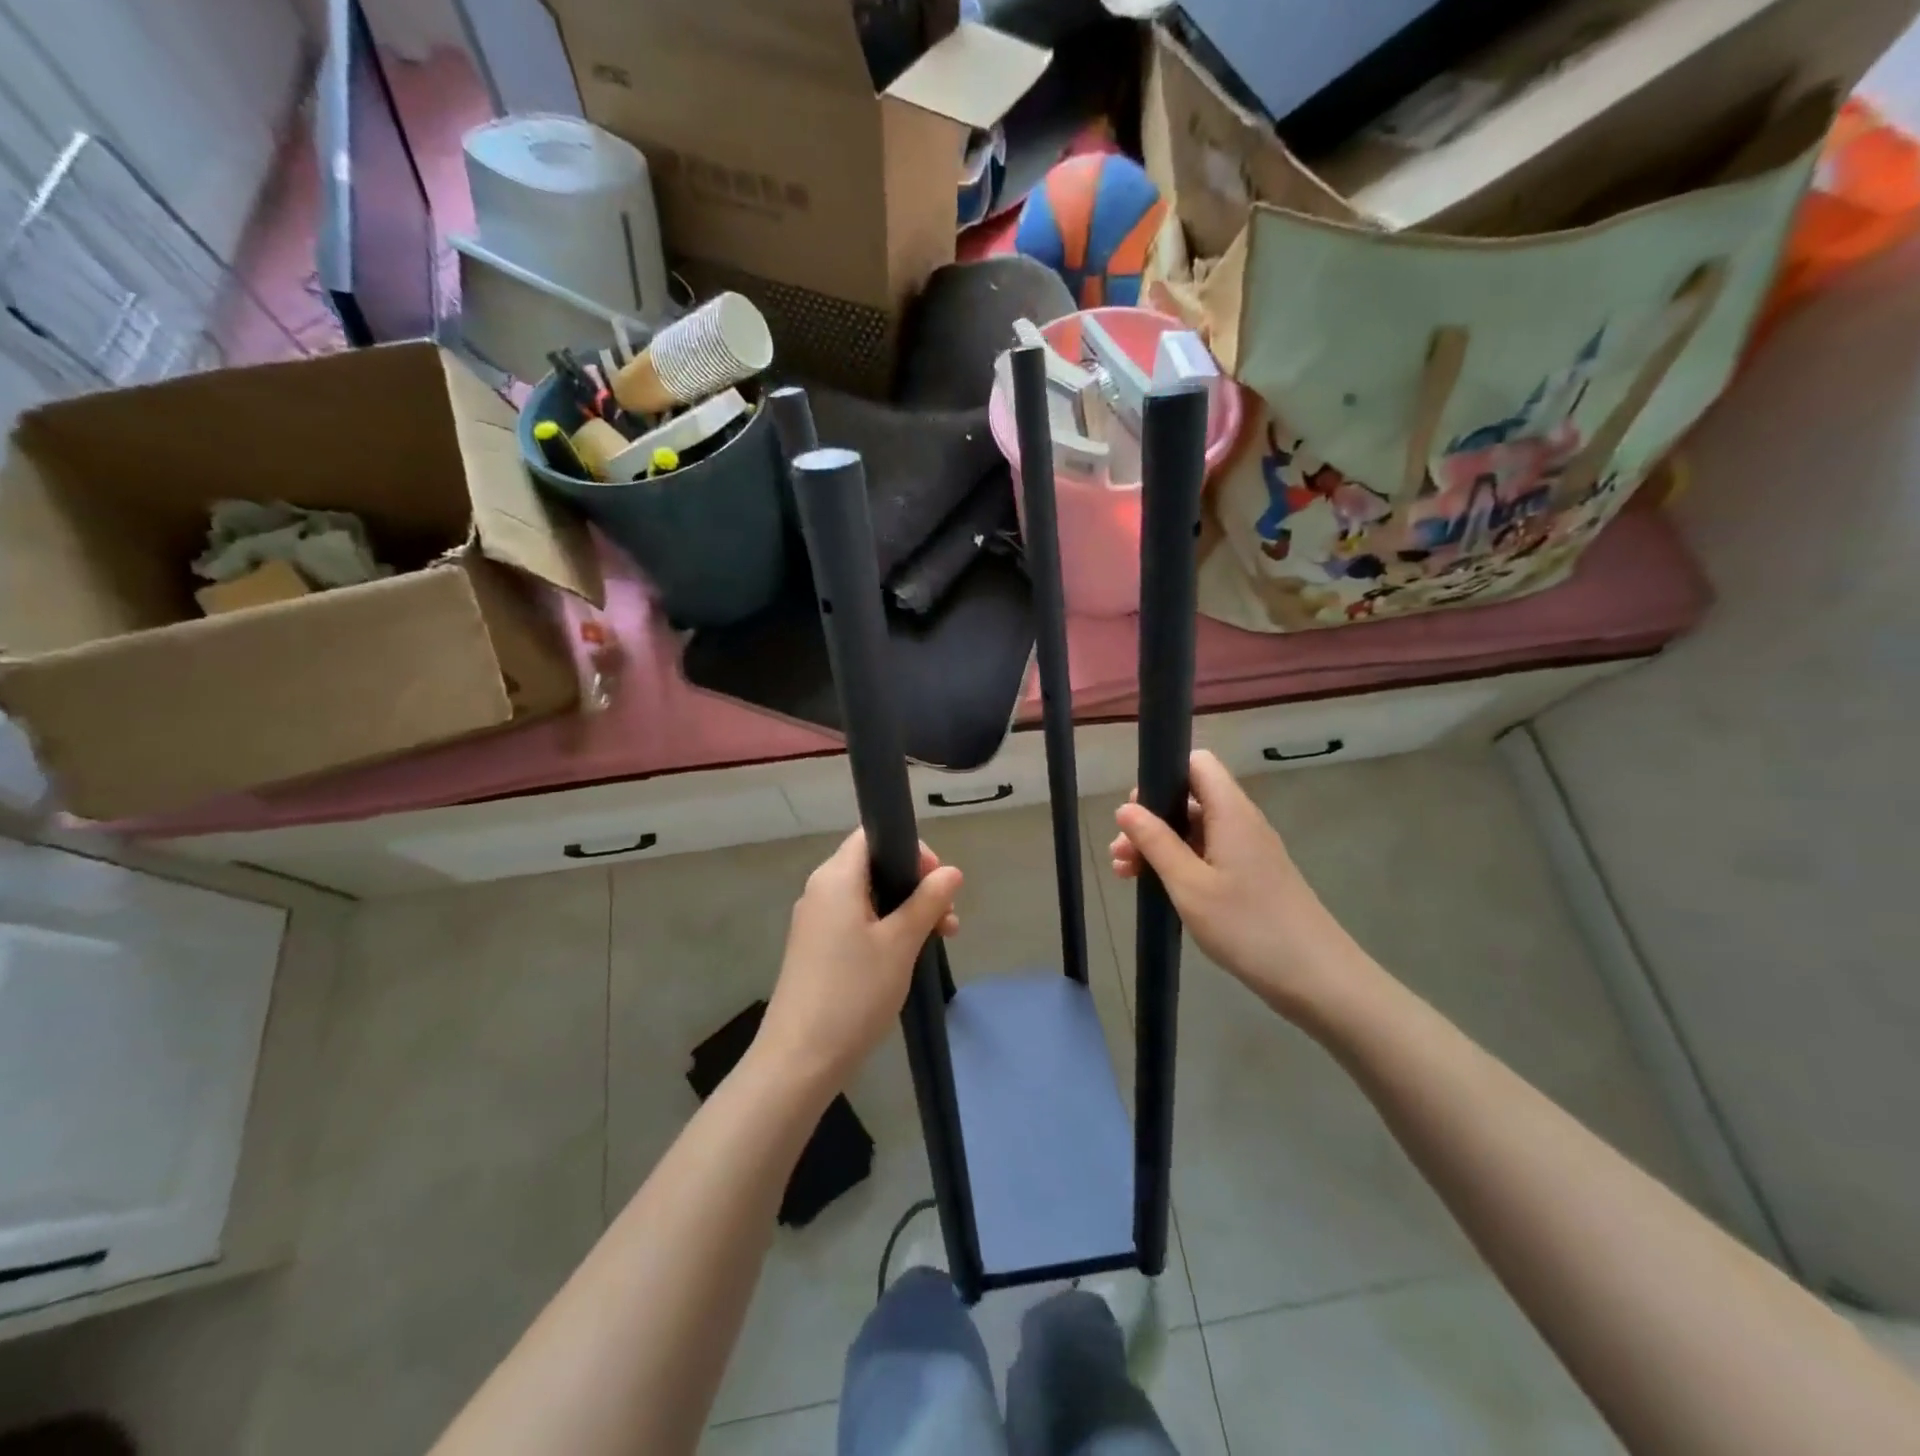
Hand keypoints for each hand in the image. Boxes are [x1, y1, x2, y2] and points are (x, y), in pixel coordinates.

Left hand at [757, 829, 962, 1091]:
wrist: (800, 1059)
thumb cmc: (854, 992)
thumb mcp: (900, 943)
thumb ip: (927, 901)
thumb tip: (951, 872)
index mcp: (836, 878)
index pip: (873, 835)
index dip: (910, 849)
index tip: (936, 881)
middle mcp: (821, 891)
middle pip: (874, 867)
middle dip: (915, 886)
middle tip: (947, 919)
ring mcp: (816, 921)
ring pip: (869, 897)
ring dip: (906, 911)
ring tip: (940, 940)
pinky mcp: (816, 948)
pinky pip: (856, 922)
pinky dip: (885, 929)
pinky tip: (908, 956)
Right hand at [1110, 750, 1362, 1018]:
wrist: (1318, 979)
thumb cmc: (1248, 926)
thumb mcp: (1189, 885)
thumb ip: (1155, 842)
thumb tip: (1125, 808)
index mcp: (1230, 812)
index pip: (1197, 764)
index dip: (1163, 775)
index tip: (1135, 809)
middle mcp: (1242, 822)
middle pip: (1190, 799)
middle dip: (1151, 819)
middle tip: (1120, 853)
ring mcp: (1250, 851)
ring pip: (1196, 830)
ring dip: (1160, 846)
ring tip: (1126, 875)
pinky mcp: (1253, 877)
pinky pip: (1209, 855)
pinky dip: (1180, 865)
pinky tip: (1157, 889)